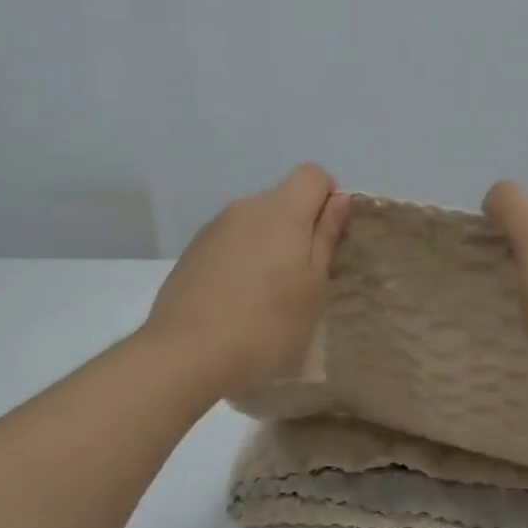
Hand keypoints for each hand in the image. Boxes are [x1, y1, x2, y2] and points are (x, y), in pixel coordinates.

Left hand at [144, 164, 354, 395]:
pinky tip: (237, 301)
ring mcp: (214, 228)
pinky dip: (242, 260)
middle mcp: (245, 207)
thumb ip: (326, 236)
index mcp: (281, 210)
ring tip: (268, 296)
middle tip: (303, 279)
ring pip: (255, 222)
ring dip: (269, 245)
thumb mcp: (313, 286)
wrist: (187, 353)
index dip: (328, 200)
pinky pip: (230, 242)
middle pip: (283, 198)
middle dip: (300, 227)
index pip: (313, 174)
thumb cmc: (267, 324)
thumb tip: (339, 198)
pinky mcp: (192, 252)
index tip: (330, 242)